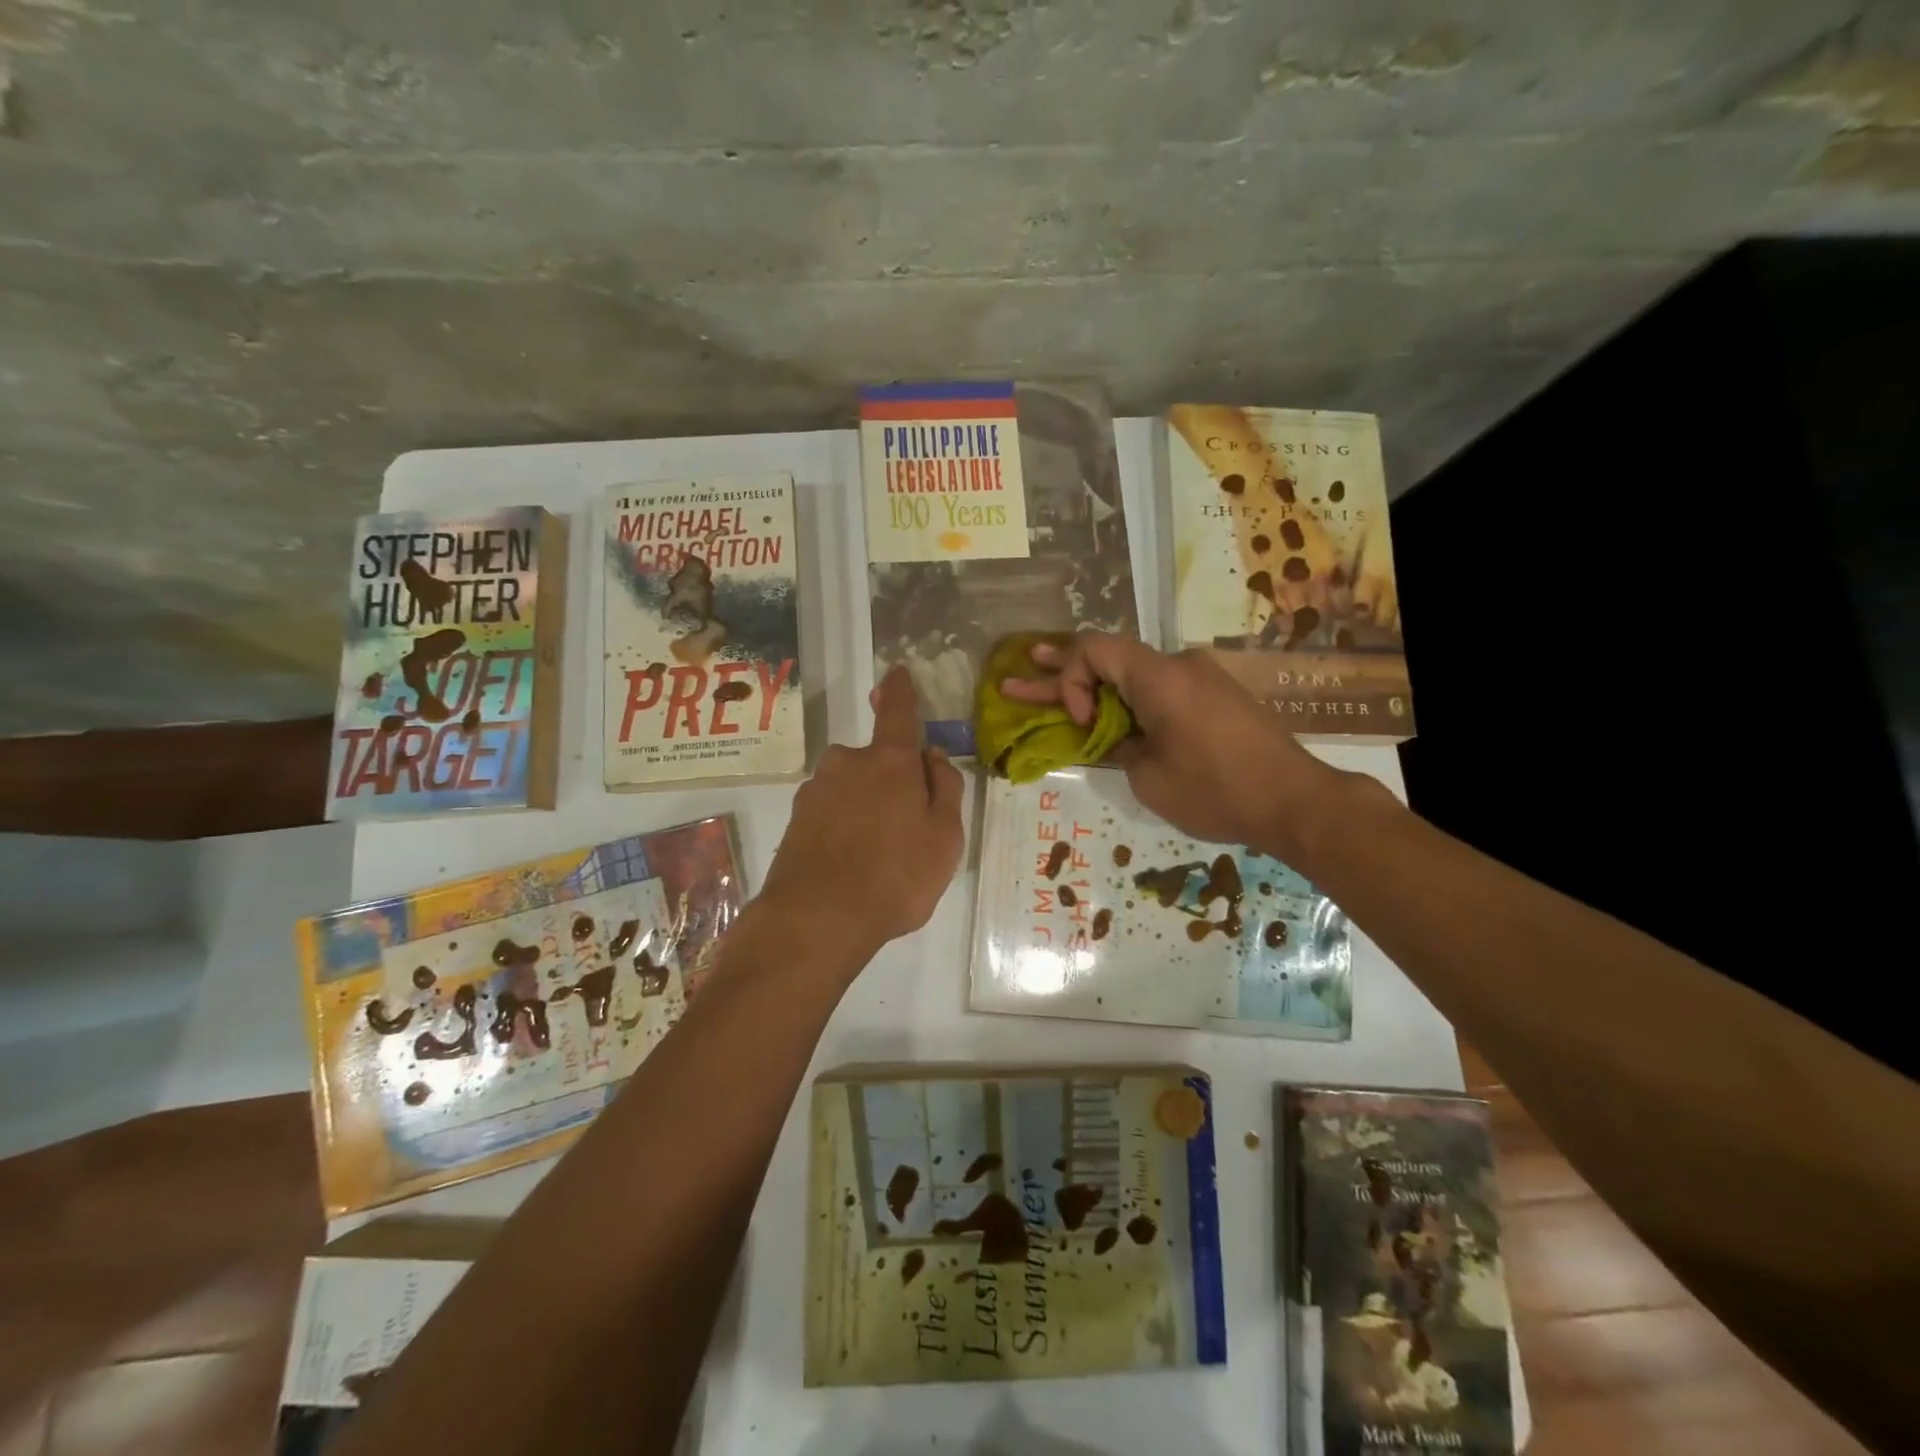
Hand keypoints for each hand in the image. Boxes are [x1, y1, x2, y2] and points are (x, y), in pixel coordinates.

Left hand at [757, 666, 965, 965]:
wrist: (816, 919)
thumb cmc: (896, 875)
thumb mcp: (945, 837)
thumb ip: (945, 788)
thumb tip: (932, 756)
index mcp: (889, 760)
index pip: (898, 711)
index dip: (901, 691)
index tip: (898, 673)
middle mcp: (846, 762)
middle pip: (876, 760)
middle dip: (892, 781)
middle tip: (907, 828)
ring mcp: (815, 790)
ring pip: (852, 788)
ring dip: (866, 807)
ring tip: (878, 858)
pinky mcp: (794, 819)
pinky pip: (831, 812)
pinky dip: (844, 827)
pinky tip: (851, 865)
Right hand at [999, 634, 1344, 863]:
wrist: (1294, 801)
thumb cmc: (1217, 791)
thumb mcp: (1149, 777)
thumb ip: (1119, 746)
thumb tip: (1114, 736)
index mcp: (1160, 677)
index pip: (1095, 649)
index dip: (1071, 680)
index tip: (1083, 723)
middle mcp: (1178, 665)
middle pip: (1109, 657)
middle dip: (1062, 669)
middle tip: (1023, 666)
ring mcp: (1199, 678)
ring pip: (1133, 673)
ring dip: (1093, 682)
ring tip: (1046, 674)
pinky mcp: (1212, 696)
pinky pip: (1158, 687)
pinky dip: (1126, 696)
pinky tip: (1104, 707)